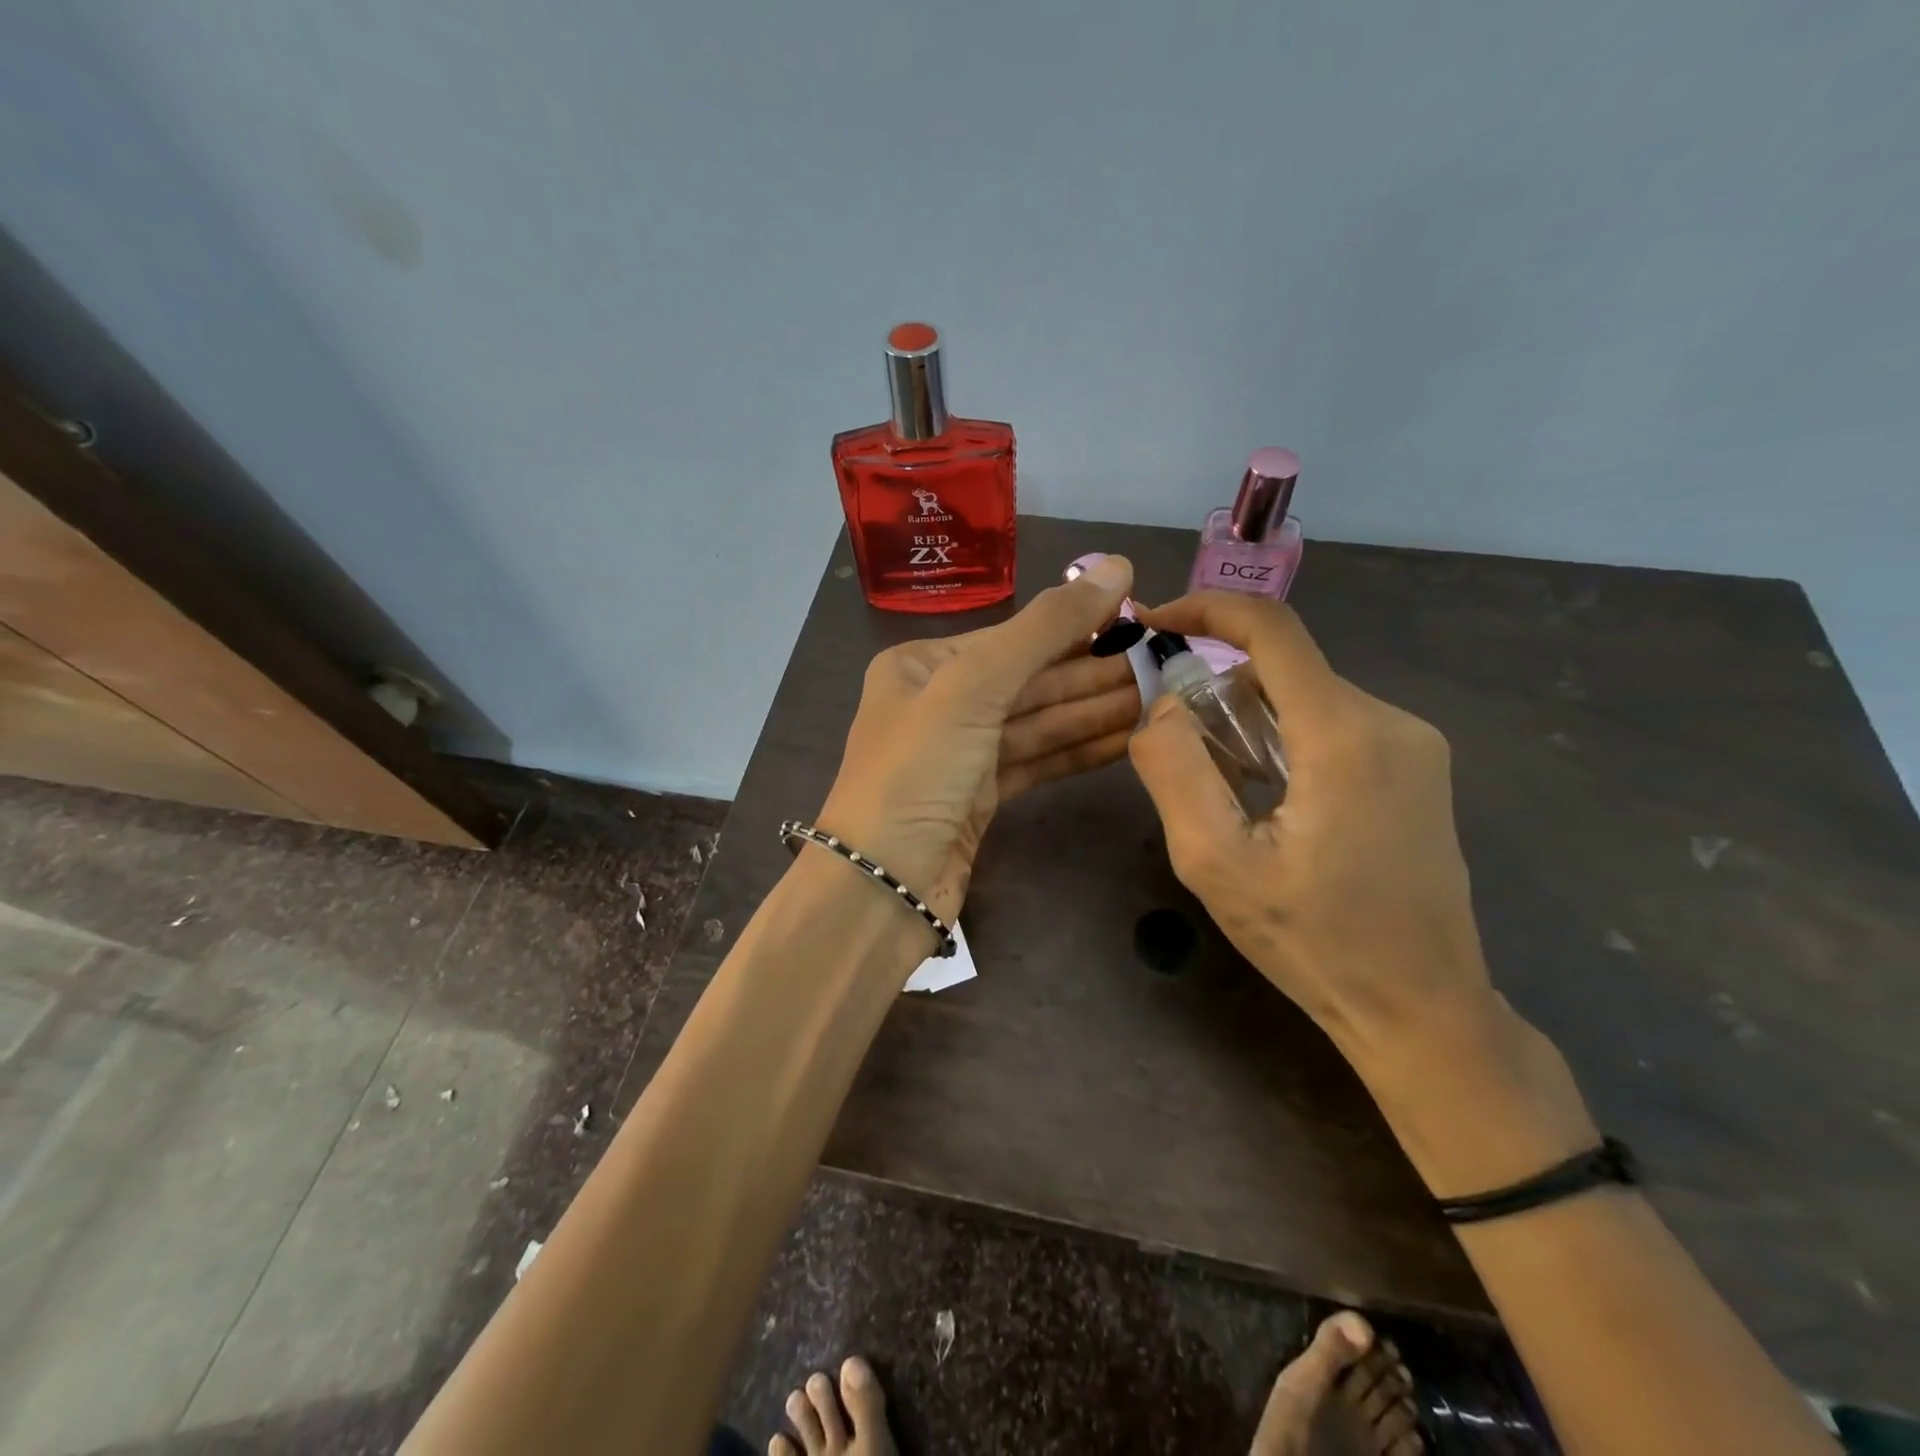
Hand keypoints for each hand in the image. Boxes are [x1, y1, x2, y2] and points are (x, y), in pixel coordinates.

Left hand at [817, 556, 1139, 930]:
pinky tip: (1129, 738)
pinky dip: (1080, 750)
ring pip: (1040, 721)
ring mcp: (962, 753)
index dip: (1078, 627)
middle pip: (1031, 679)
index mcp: (923, 665)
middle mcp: (940, 702)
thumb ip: (1045, 629)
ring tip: (1162, 696)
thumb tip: (1117, 565)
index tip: (1141, 617)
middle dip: (1095, 673)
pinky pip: (1039, 760)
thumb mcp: (974, 687)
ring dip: (1097, 710)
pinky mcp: (982, 797)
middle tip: (1165, 662)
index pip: (1013, 637)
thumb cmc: (917, 773)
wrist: (881, 886)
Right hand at [1128, 591, 1495, 1064]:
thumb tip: (1162, 705)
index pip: (1272, 629)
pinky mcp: (1416, 769)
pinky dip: (1283, 739)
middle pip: (1284, 668)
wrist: (1421, 1008)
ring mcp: (1412, 744)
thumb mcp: (1214, 862)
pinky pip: (1332, 725)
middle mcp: (1389, 721)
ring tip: (1220, 789)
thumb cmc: (1312, 941)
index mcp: (1343, 735)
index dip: (1206, 609)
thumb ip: (1174, 769)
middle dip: (1217, 686)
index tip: (1153, 624)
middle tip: (1172, 743)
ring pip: (1305, 697)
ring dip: (1248, 720)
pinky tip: (1267, 799)